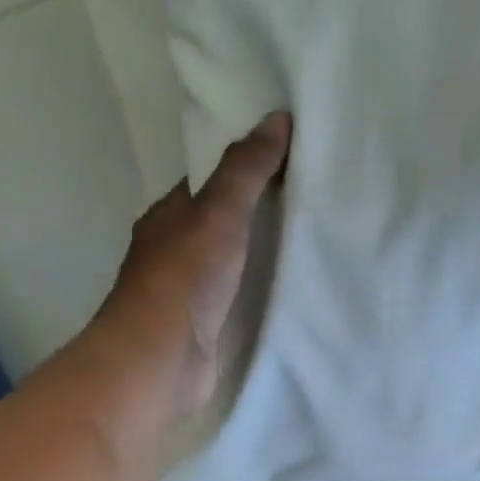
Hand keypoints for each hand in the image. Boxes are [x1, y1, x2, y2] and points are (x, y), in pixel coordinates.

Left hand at [104, 112, 292, 415]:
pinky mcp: (208, 329)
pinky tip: (297, 289)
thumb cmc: (184, 280)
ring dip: (266, 254)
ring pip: (235, 262)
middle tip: (317, 199)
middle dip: (262, 212)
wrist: (161, 362)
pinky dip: (265, 290)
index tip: (293, 159)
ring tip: (317, 240)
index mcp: (169, 217)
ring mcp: (192, 294)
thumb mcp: (218, 213)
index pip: (210, 182)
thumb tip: (277, 118)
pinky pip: (242, 298)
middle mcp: (176, 251)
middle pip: (225, 223)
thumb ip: (246, 170)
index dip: (247, 167)